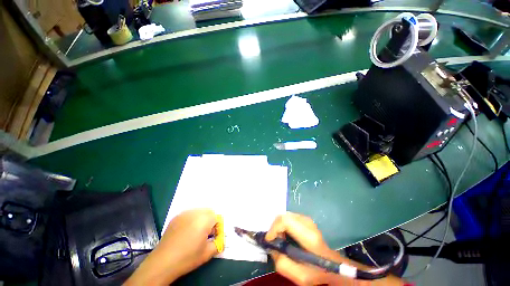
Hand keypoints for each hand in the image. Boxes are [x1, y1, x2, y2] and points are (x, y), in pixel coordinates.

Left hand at [125, 209, 218, 284]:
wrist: (163, 261)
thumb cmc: (188, 257)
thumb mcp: (207, 253)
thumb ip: (218, 243)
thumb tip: (220, 238)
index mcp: (205, 219)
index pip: (217, 218)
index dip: (216, 227)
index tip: (213, 236)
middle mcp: (195, 213)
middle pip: (208, 212)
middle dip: (210, 221)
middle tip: (205, 234)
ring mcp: (185, 214)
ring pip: (199, 211)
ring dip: (201, 219)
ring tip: (196, 232)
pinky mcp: (176, 217)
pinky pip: (189, 214)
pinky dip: (191, 219)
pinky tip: (186, 231)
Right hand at [266, 213, 402, 285]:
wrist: (331, 265)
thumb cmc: (317, 272)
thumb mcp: (299, 276)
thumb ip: (282, 263)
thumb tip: (272, 248)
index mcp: (309, 236)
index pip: (285, 221)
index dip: (274, 229)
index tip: (270, 241)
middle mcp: (308, 223)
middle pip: (284, 216)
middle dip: (275, 228)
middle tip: (276, 241)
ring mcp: (308, 219)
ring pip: (286, 215)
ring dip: (279, 226)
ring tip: (281, 239)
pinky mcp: (306, 219)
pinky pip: (290, 217)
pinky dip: (284, 225)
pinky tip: (287, 235)